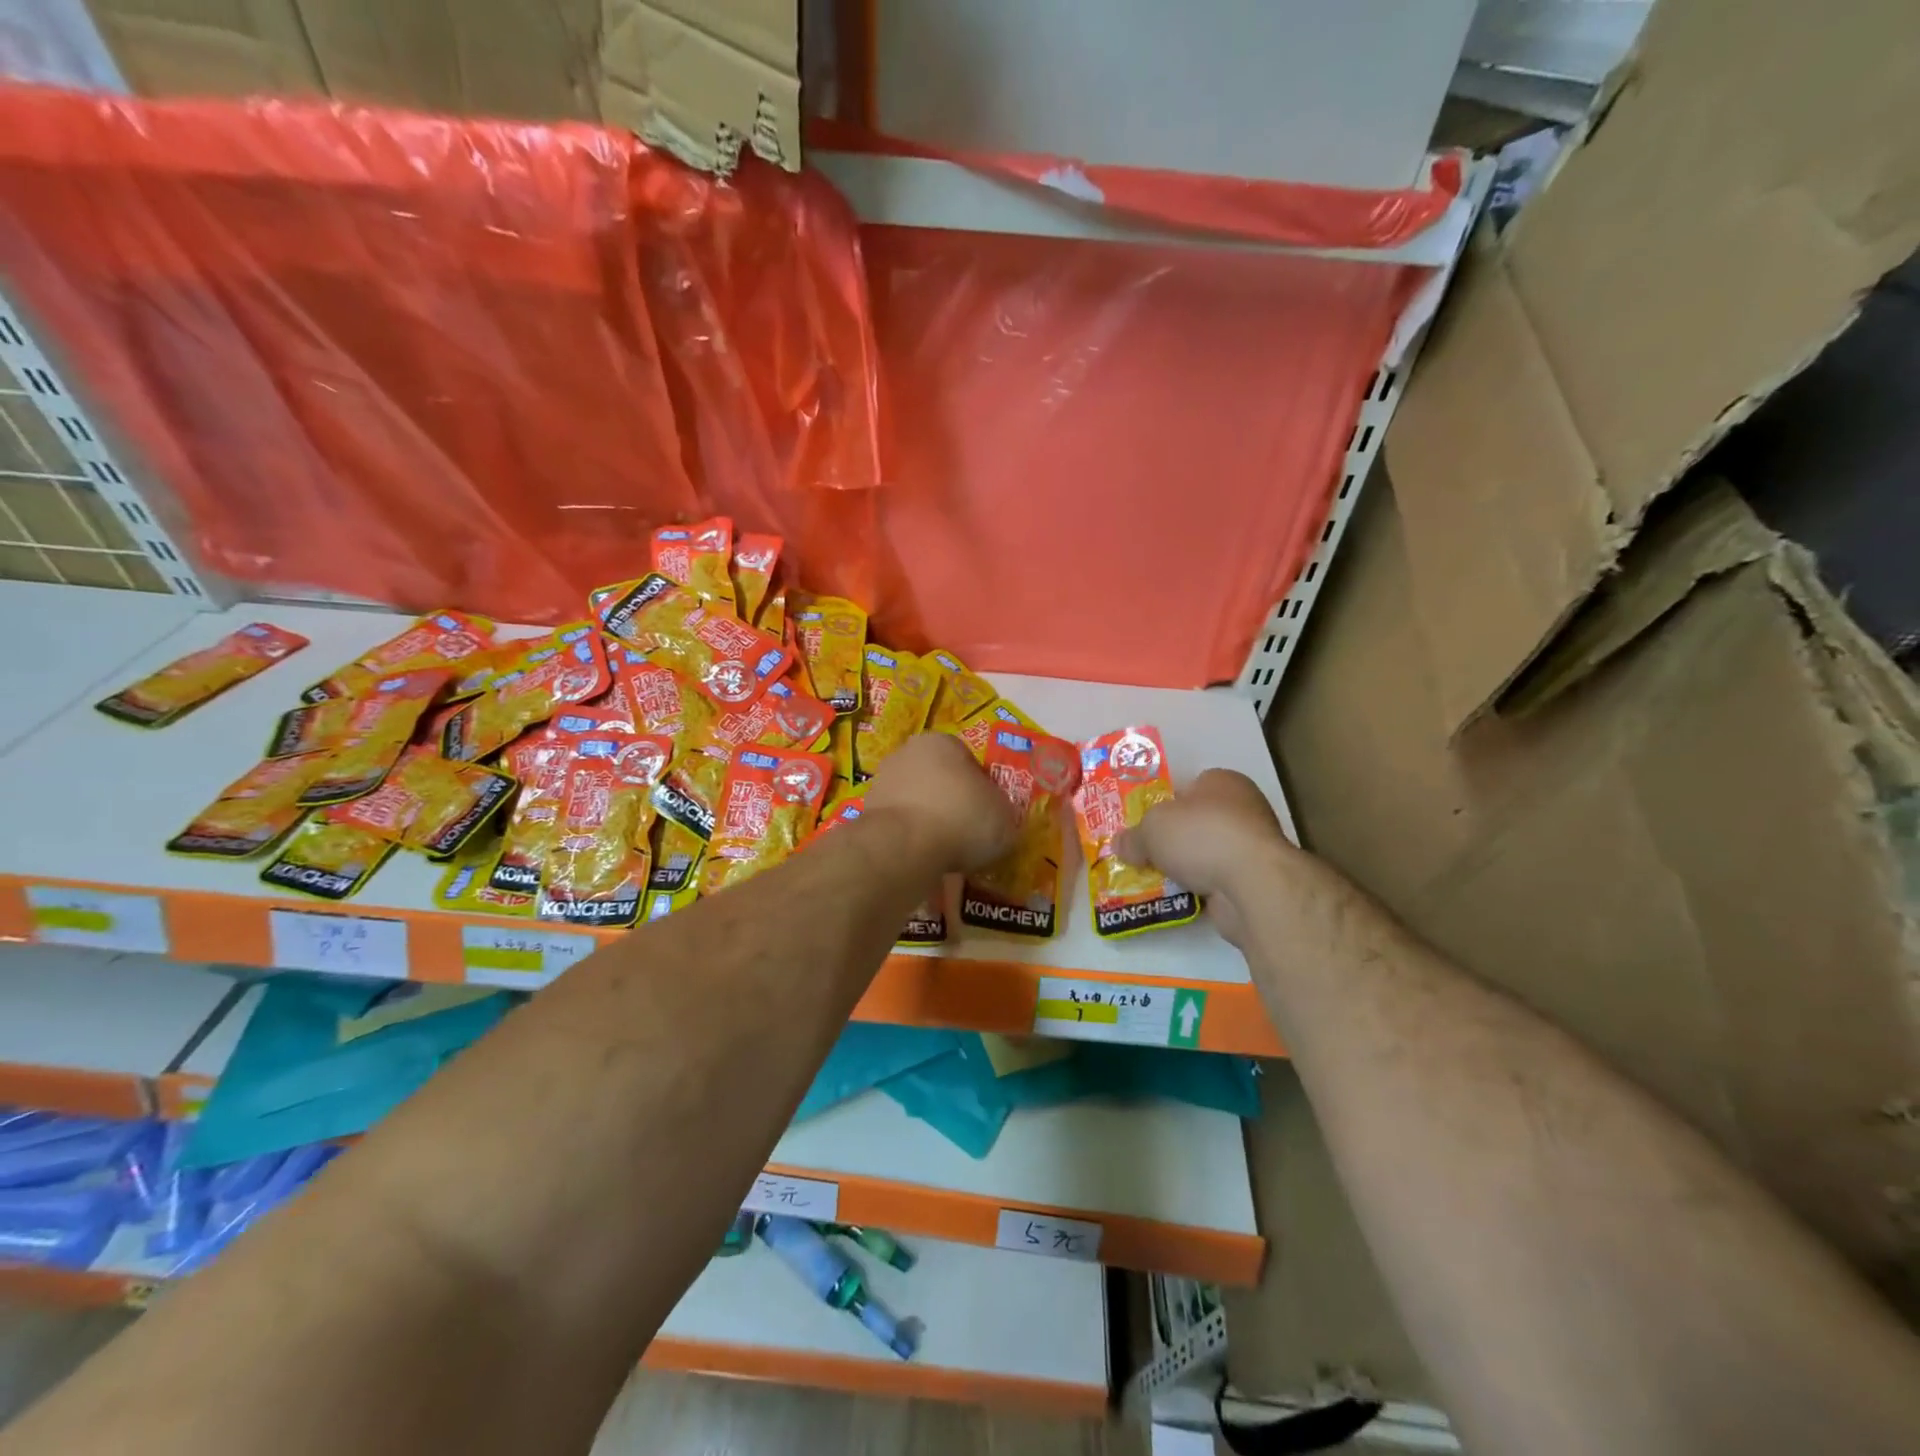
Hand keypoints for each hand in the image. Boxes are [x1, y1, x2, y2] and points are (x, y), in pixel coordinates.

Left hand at [864, 733, 1018, 872]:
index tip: (988, 814)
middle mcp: (907, 753)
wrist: (904, 846)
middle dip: (951, 802)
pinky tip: (923, 858)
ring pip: (916, 802)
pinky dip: (910, 838)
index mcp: (942, 742)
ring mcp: (881, 783)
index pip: (969, 761)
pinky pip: (899, 825)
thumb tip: (994, 816)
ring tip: (946, 851)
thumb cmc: (962, 818)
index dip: (982, 789)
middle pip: (938, 779)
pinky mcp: (866, 813)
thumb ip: (1001, 810)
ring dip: (929, 821)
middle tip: (968, 832)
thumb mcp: (1004, 815)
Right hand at [1114, 769, 1294, 945]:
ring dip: (1187, 866)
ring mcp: (1253, 845)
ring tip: (1156, 879)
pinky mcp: (1256, 878)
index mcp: (1222, 782)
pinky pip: (1218, 879)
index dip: (1165, 805)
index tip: (1146, 825)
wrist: (1252, 883)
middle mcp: (1243, 807)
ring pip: (1208, 852)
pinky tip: (1178, 896)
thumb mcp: (1151, 829)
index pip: (1189, 788)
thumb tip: (1119, 845)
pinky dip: (1201, 887)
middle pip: (1197, 822)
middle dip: (1174, 839)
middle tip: (1146, 853)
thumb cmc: (1200, 835)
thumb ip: (1133, 837)